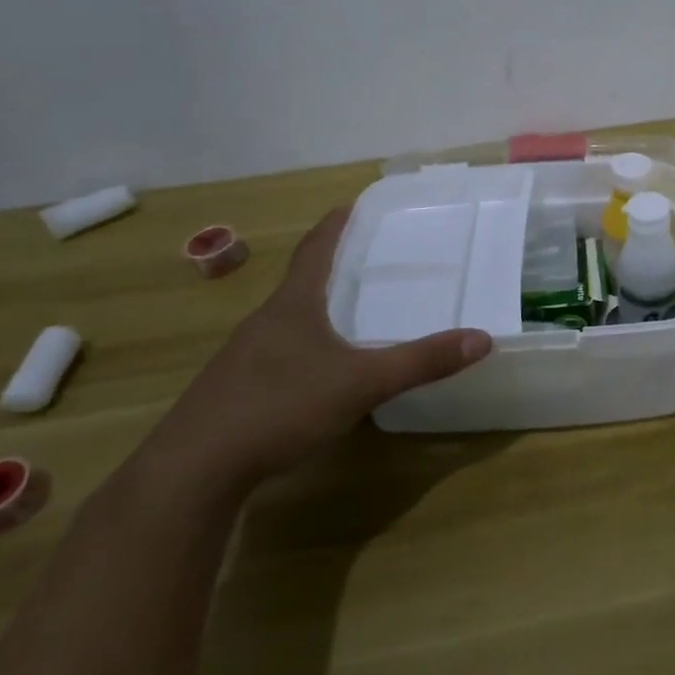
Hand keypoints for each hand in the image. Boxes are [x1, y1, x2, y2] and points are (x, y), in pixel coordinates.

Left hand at [142, 206, 492, 495]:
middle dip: (330, 267)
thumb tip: (481, 338)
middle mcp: (264, 322)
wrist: (193, 471)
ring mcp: (242, 358)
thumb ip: (420, 361)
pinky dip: (301, 348)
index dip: (335, 225)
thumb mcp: (361, 383)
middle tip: (365, 258)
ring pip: (285, 321)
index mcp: (292, 306)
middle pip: (300, 282)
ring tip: (345, 312)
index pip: (315, 250)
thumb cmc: (279, 407)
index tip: (350, 203)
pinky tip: (315, 373)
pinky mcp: (232, 392)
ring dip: (314, 309)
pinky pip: (275, 355)